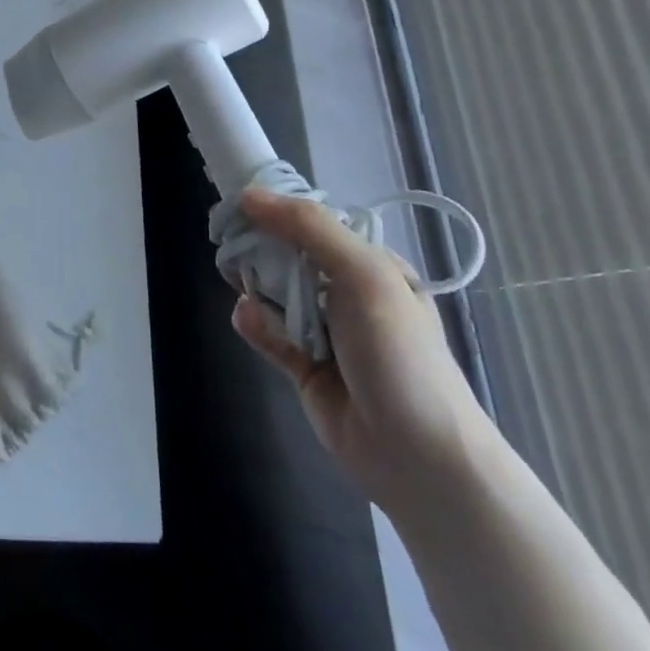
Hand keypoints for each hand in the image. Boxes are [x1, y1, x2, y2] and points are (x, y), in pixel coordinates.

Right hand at [229, 189, 495, 513]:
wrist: (417, 455)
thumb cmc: (398, 353)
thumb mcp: (364, 274)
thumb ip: (308, 228)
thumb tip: (249, 196)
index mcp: (371, 264)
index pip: (315, 223)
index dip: (277, 211)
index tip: (240, 205)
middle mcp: (347, 293)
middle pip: (288, 255)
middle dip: (259, 248)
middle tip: (232, 245)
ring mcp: (326, 331)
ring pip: (273, 293)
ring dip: (255, 287)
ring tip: (243, 287)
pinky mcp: (304, 366)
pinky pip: (269, 332)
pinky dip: (255, 323)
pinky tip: (248, 319)